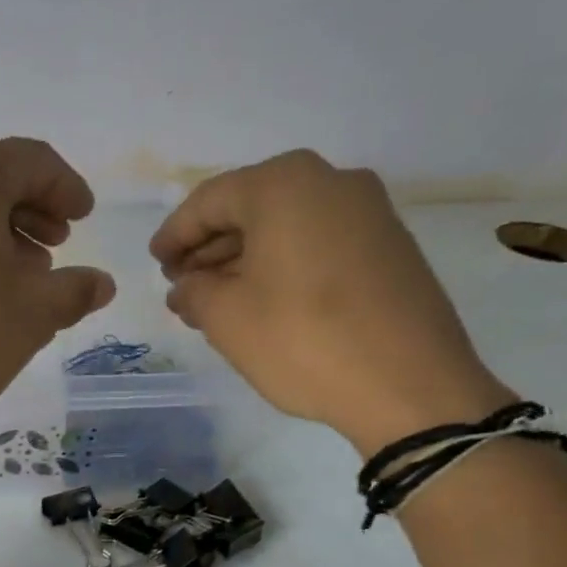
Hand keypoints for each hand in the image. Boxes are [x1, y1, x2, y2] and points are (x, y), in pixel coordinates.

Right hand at [151, 150, 511, 453]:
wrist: (410, 385)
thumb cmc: (303, 340)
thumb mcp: (227, 318)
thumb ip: (193, 292)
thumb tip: (186, 286)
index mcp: (284, 185)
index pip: (209, 201)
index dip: (175, 235)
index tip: (155, 264)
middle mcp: (331, 181)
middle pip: (251, 208)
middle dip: (210, 248)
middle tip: (182, 286)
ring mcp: (369, 212)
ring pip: (286, 227)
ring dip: (244, 260)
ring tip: (215, 301)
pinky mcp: (390, 246)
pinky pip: (318, 243)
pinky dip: (282, 266)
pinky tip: (262, 302)